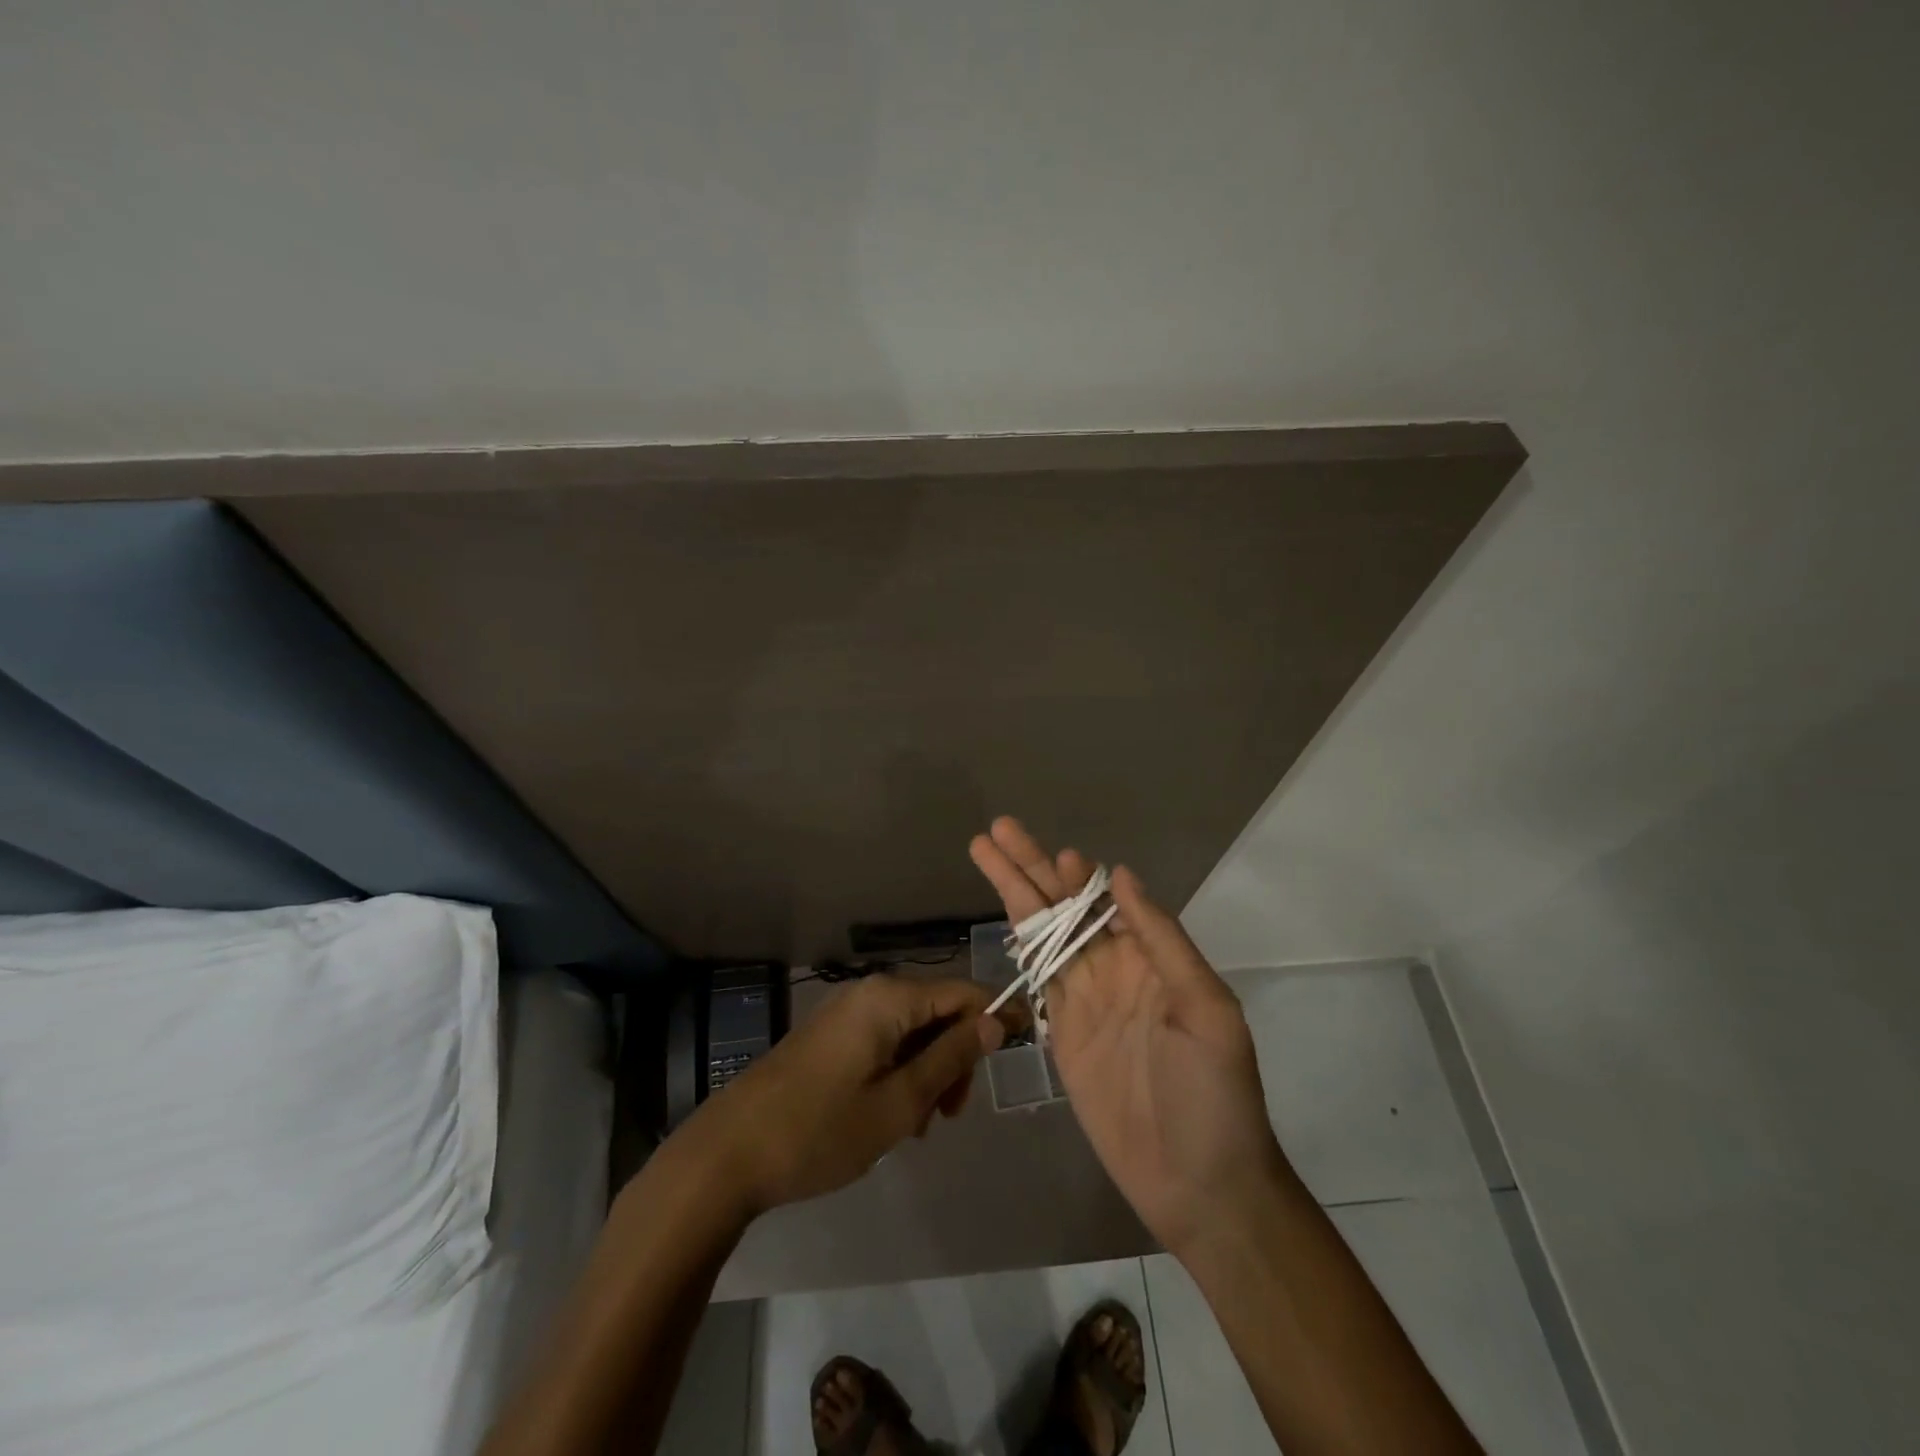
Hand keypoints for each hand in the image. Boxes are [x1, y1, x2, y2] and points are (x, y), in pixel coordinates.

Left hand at [686, 974, 1005, 1216]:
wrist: (728, 1153)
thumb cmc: (821, 1131)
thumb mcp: (899, 1103)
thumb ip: (951, 1057)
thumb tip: (995, 1021)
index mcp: (889, 998)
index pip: (964, 992)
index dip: (997, 1016)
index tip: (1023, 1048)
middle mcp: (870, 992)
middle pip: (938, 1011)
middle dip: (956, 1057)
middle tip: (950, 1114)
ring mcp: (847, 1013)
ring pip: (912, 1031)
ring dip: (928, 1071)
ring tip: (918, 1124)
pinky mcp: (831, 1035)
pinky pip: (884, 1041)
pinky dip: (901, 1072)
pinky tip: (892, 1114)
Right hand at [970, 817, 1293, 1256]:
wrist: (1199, 1184)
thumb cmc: (1214, 1094)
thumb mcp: (1206, 1009)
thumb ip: (1162, 939)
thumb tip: (1122, 875)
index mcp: (1151, 958)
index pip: (1103, 900)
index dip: (1075, 874)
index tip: (1053, 852)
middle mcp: (1113, 970)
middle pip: (1062, 908)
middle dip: (1029, 868)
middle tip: (995, 830)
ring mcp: (1084, 1001)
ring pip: (1042, 935)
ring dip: (1015, 895)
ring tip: (985, 855)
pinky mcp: (1061, 1036)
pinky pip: (1037, 980)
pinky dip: (1020, 947)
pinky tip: (1005, 921)